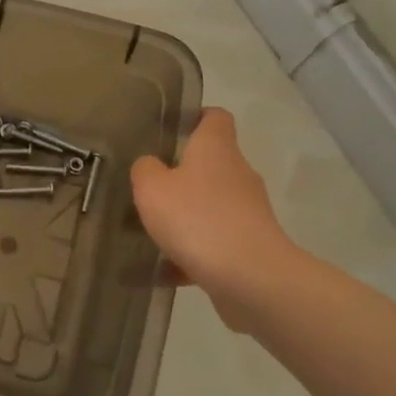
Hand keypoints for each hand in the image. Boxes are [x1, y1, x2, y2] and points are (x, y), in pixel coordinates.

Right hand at [131, 107, 313, 325]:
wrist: (250, 278)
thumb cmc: (197, 219)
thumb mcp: (151, 188)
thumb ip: (145, 170)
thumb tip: (151, 165)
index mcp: (216, 149)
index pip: (215, 117)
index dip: (195, 117)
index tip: (170, 129)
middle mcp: (237, 173)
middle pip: (211, 163)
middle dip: (180, 174)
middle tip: (146, 186)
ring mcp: (248, 211)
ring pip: (210, 205)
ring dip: (184, 216)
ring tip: (149, 231)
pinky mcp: (250, 245)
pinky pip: (213, 242)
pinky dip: (190, 253)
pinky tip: (162, 270)